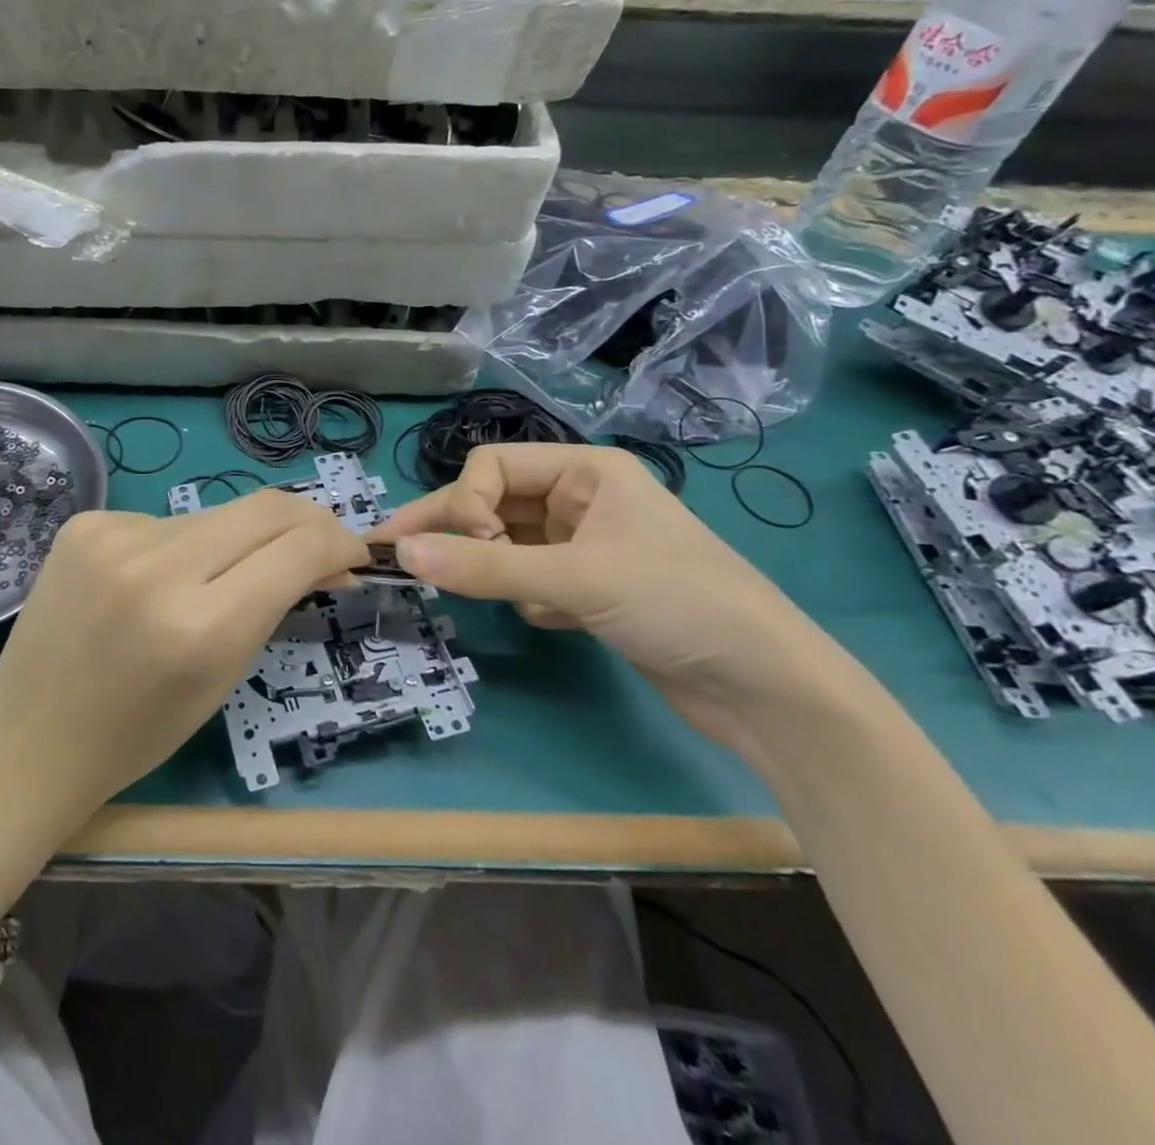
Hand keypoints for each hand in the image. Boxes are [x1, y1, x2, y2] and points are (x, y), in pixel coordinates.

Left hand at [0, 489, 367, 911]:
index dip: (338, 541)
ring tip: (222, 578)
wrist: (30, 738)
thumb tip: (324, 554)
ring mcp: (114, 536)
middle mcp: (157, 567)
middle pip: (264, 508)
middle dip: (306, 521)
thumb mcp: (225, 674)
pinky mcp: (86, 522)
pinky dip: (181, 546)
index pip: (298, 548)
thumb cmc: (139, 732)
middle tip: (319, 544)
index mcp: (201, 626)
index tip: (352, 554)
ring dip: (238, 540)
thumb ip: (276, 602)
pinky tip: (157, 581)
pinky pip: (165, 521)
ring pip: (215, 515)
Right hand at [373, 444, 848, 746]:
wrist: (766, 687)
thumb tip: (401, 555)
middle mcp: (581, 499)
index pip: (493, 466)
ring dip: (493, 569)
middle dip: (452, 531)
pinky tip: (547, 620)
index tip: (470, 547)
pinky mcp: (590, 588)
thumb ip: (485, 567)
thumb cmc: (679, 603)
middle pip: (493, 504)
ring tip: (476, 591)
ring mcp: (585, 545)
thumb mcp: (578, 578)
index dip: (467, 503)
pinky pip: (529, 578)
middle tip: (389, 554)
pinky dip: (526, 597)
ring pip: (508, 544)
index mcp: (585, 471)